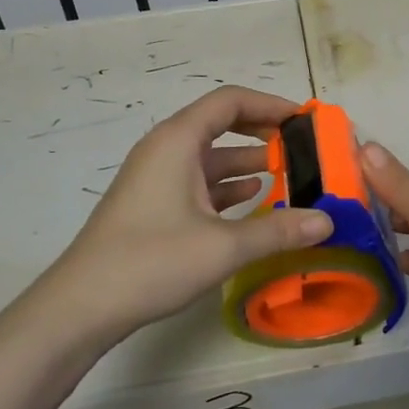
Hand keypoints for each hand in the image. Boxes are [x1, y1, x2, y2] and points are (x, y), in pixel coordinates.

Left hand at [39, 86, 331, 342]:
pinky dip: (229, 185)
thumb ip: (278, 230)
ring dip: (248, 162)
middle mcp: (166, 150)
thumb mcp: (223, 247)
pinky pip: (199, 182)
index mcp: (178, 141)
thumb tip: (328, 221)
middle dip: (263, 132)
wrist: (81, 307)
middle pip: (221, 124)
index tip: (304, 120)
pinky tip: (254, 199)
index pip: (230, 101)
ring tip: (288, 176)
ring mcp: (157, 178)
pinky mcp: (153, 204)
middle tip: (301, 148)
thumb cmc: (151, 261)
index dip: (270, 104)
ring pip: (211, 157)